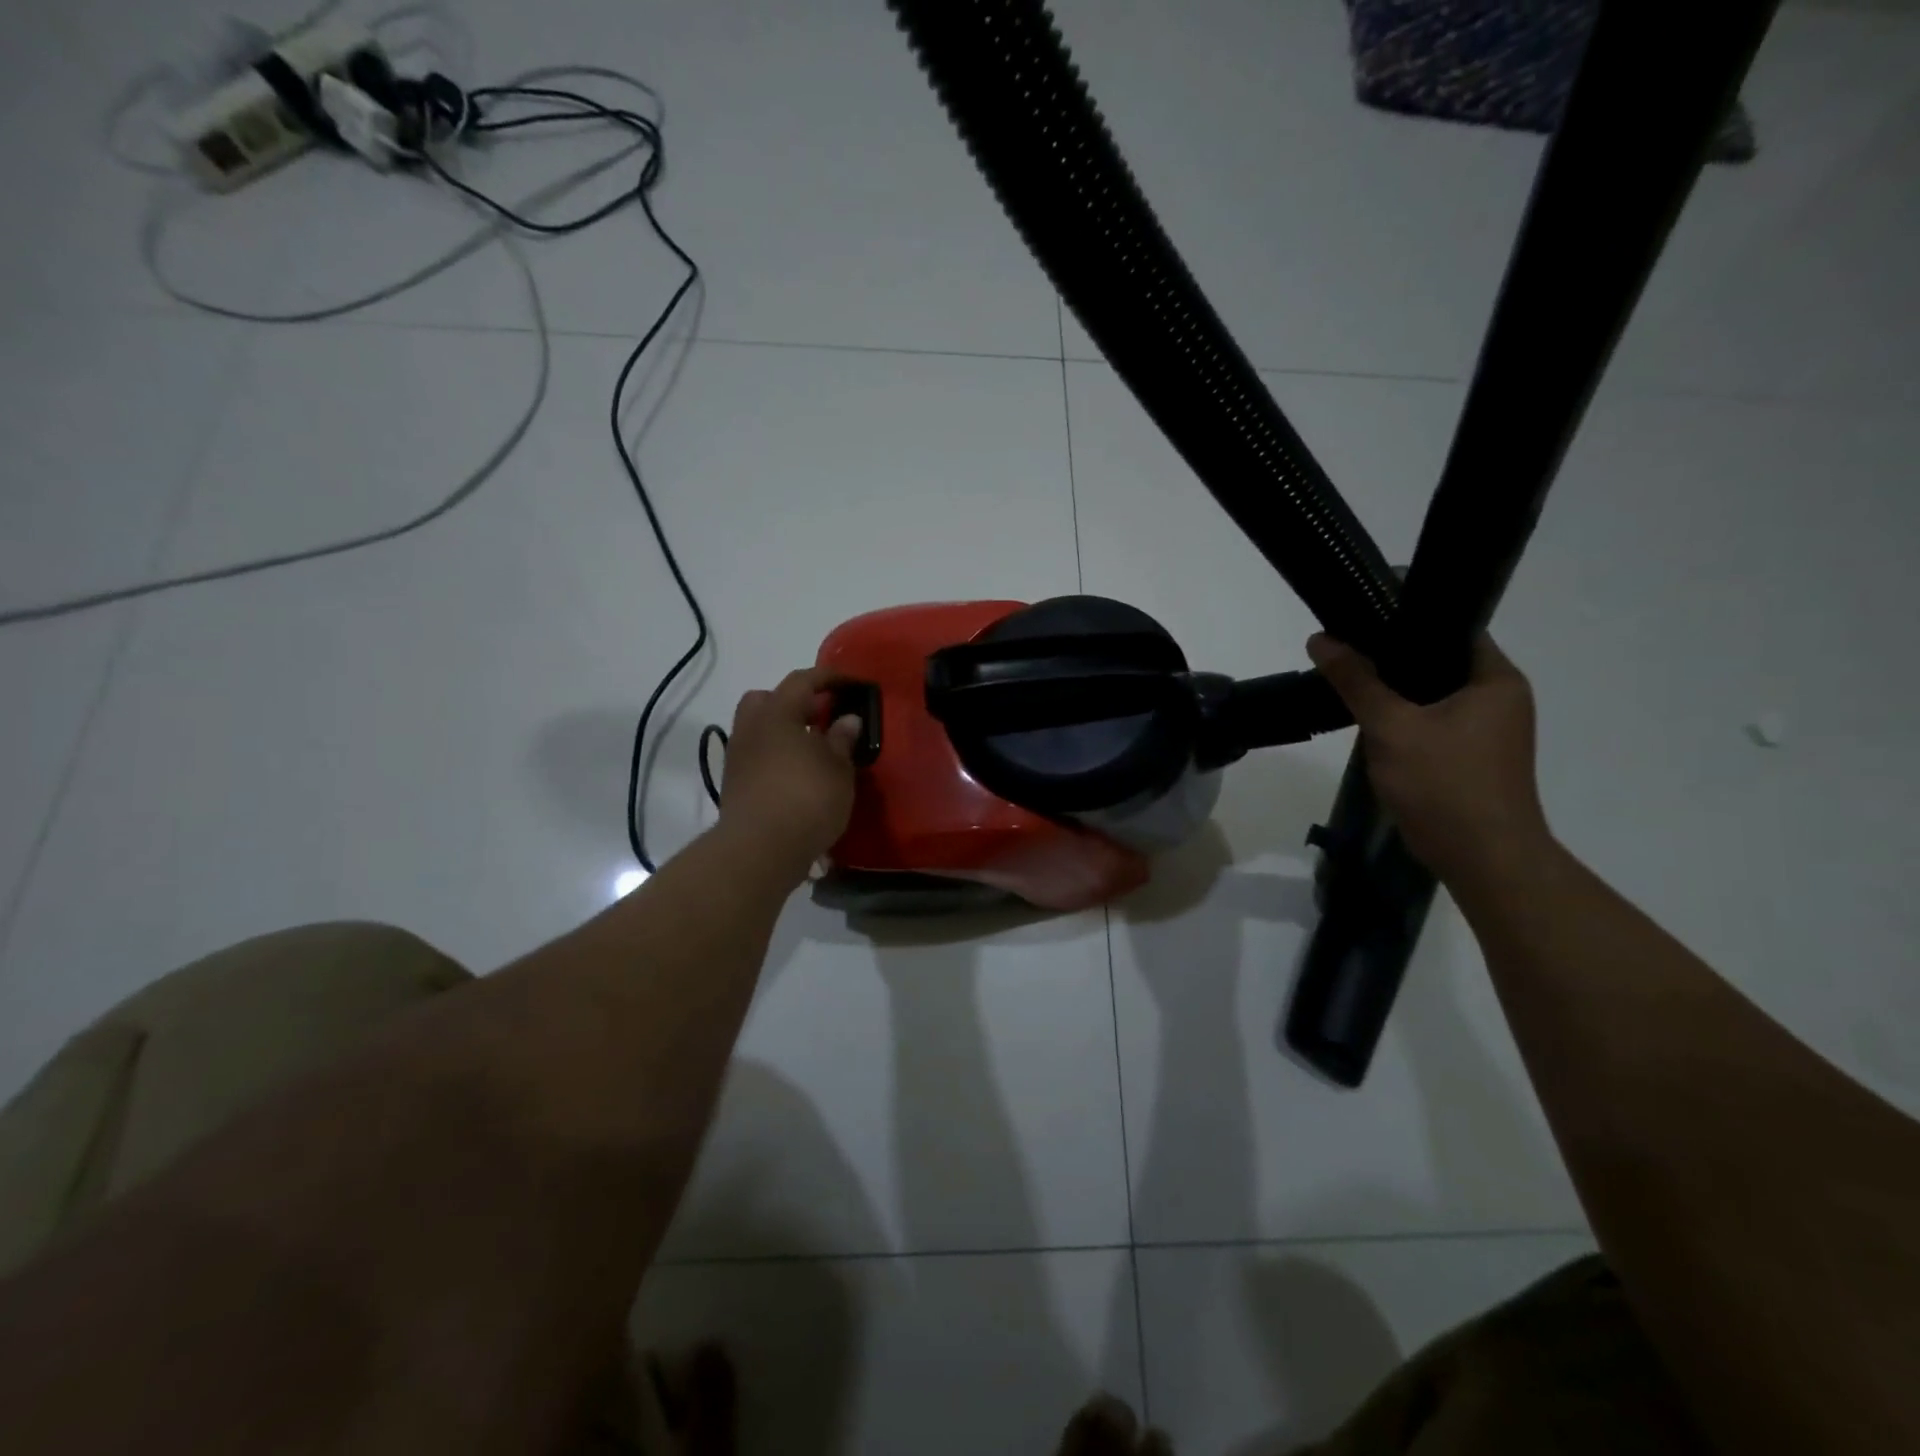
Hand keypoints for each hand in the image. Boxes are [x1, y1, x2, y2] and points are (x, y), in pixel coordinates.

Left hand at [715, 666, 861, 877]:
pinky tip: (797, 774)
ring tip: (812, 749)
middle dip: (794, 701)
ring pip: (758, 729)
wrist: (760, 849)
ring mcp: (738, 757)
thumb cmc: (807, 799)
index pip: (802, 681)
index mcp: (777, 713)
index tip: (850, 683)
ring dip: (783, 731)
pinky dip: (775, 756)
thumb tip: (847, 719)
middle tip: (821, 716)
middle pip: (767, 699)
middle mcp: (751, 728)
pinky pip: (756, 756)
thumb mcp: (838, 769)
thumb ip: (842, 740)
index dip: (828, 678)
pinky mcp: (734, 785)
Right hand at [1306, 633, 1552, 887]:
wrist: (1482, 859)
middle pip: (1438, 662)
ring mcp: (1487, 731)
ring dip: (1395, 691)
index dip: (1407, 619)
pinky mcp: (1470, 757)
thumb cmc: (1445, 784)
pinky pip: (1432, 722)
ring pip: (1432, 695)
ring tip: (1349, 681)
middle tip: (1345, 650)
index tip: (1361, 618)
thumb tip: (1320, 639)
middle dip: (1392, 658)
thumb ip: (1356, 681)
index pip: (1452, 629)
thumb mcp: (1392, 727)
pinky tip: (1369, 722)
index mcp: (1496, 680)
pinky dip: (1404, 718)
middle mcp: (1499, 698)